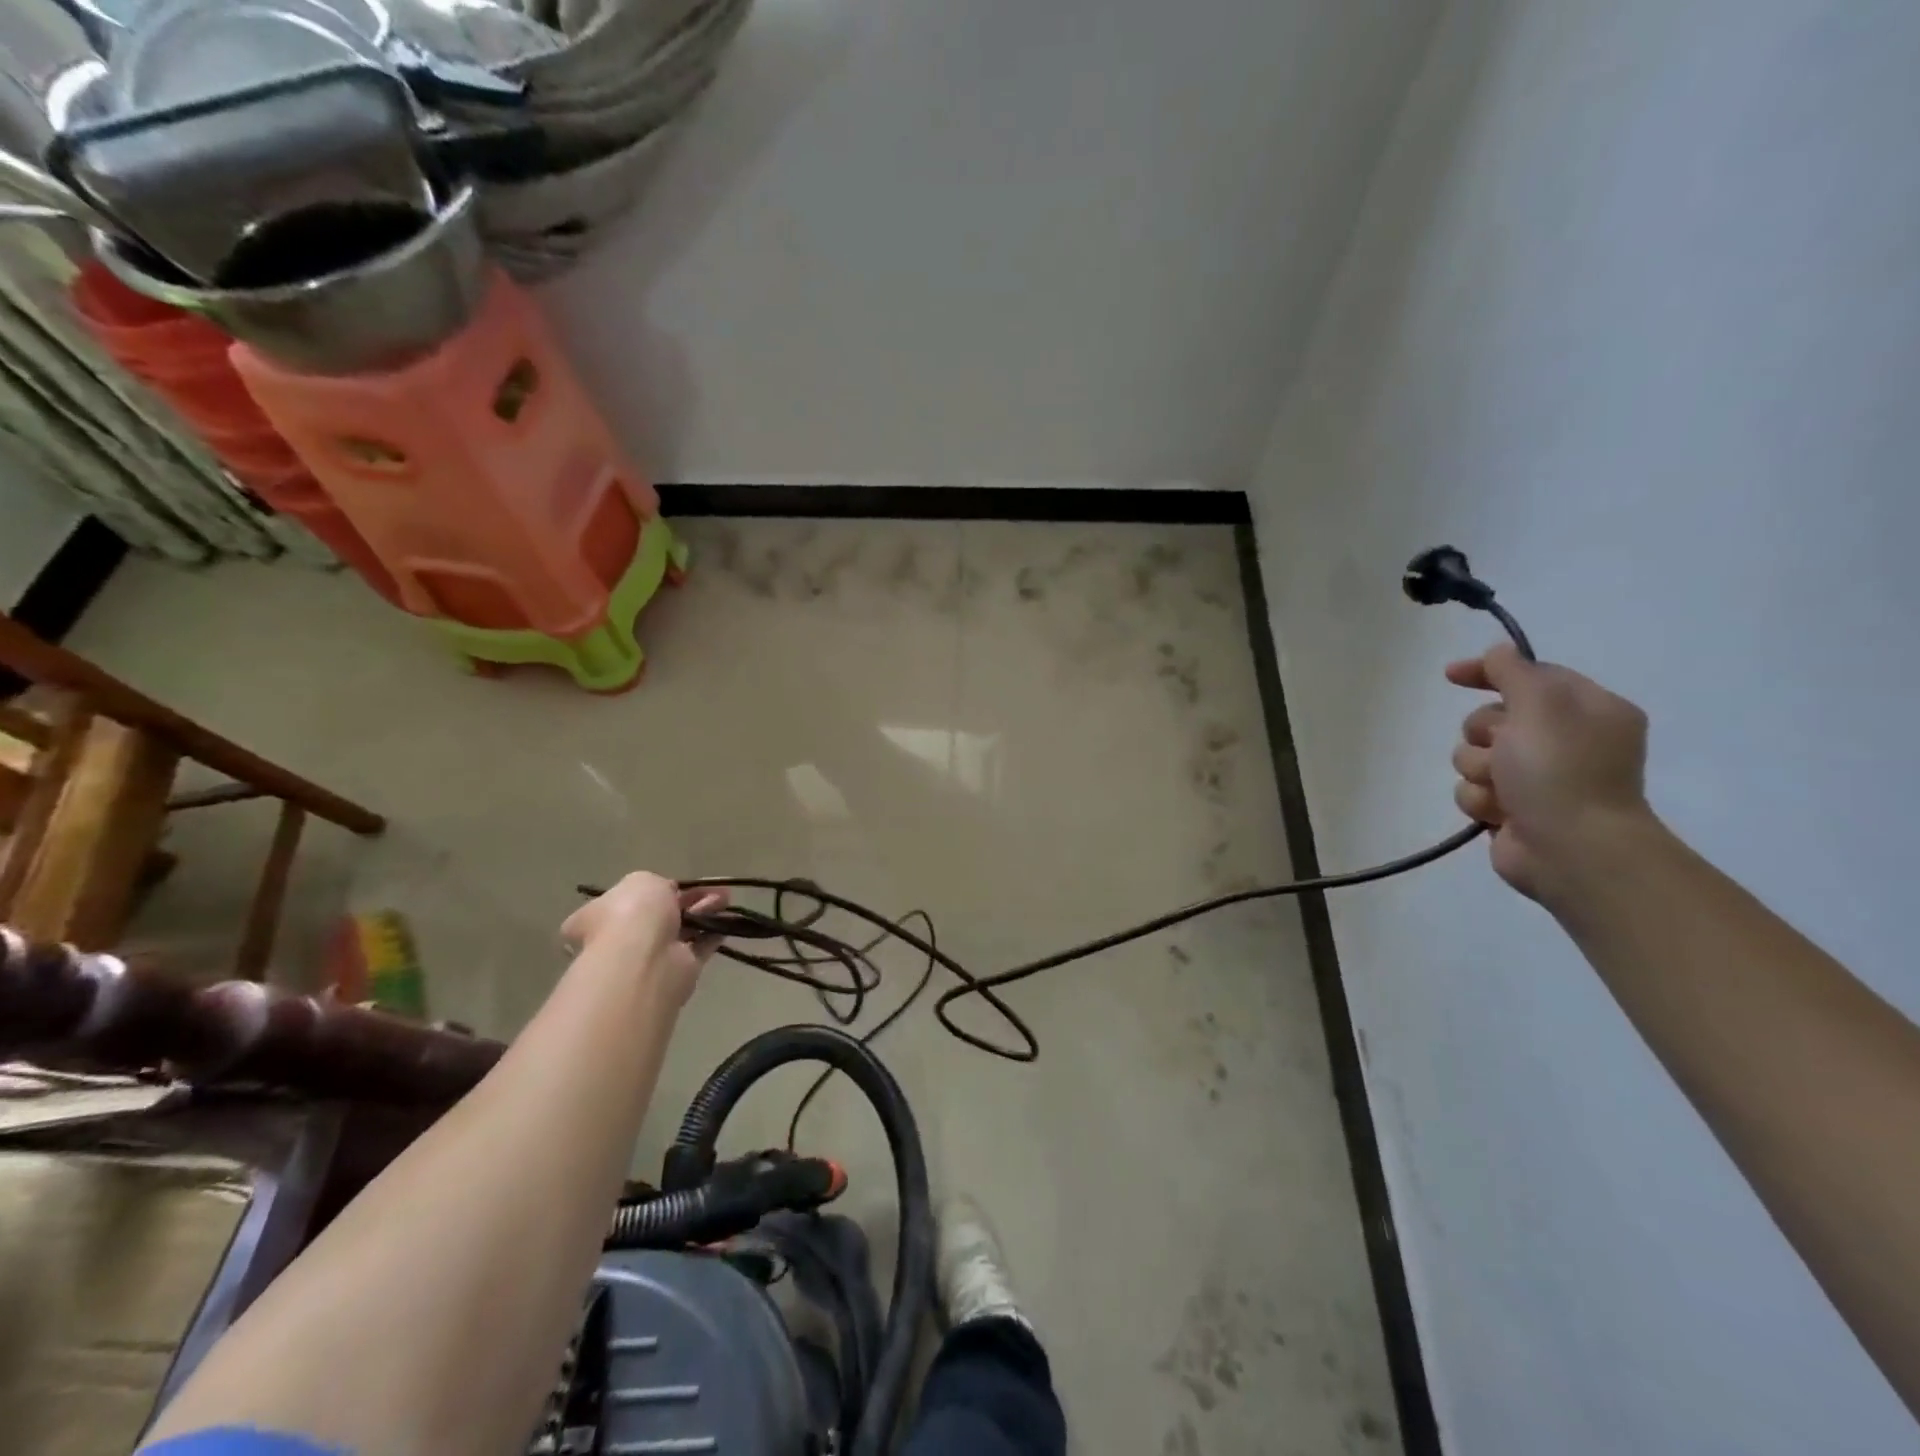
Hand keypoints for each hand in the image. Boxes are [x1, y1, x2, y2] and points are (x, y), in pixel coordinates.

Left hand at [562, 873, 728, 1007]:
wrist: (645, 959)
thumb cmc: (633, 913)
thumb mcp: (642, 881)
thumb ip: (656, 885)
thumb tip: (665, 896)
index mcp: (601, 916)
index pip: (629, 901)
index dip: (656, 890)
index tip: (678, 884)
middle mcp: (623, 938)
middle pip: (661, 915)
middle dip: (689, 899)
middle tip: (713, 889)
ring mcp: (651, 956)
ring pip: (683, 929)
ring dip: (705, 912)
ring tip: (726, 899)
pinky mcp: (678, 971)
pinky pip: (699, 947)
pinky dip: (714, 933)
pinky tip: (729, 920)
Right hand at [1446, 644, 1653, 901]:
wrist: (1572, 849)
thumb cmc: (1561, 770)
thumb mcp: (1540, 704)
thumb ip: (1514, 672)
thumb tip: (1498, 652)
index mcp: (1586, 710)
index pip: (1530, 676)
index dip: (1490, 672)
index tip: (1451, 675)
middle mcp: (1563, 741)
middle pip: (1492, 718)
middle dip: (1483, 733)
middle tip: (1501, 749)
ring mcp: (1536, 778)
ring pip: (1474, 756)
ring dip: (1478, 769)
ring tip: (1501, 788)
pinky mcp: (1512, 809)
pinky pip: (1473, 790)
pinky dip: (1480, 799)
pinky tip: (1498, 812)